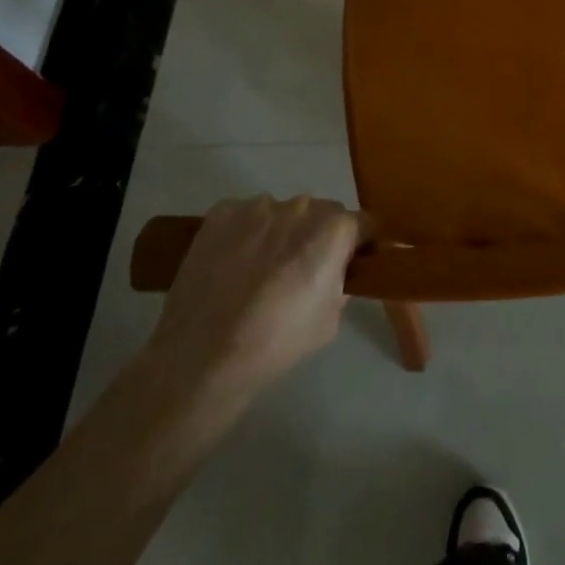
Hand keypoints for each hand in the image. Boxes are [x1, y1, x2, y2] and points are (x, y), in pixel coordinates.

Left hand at [147, 195, 363, 402]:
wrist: (200, 358)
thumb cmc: (275, 343)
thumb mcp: (331, 320)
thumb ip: (341, 282)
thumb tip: (336, 271)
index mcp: (334, 229)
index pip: (363, 224)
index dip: (360, 244)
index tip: (350, 265)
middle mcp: (302, 206)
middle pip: (322, 213)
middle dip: (318, 236)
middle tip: (300, 272)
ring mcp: (259, 205)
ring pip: (282, 213)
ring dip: (280, 233)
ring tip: (257, 272)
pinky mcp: (222, 212)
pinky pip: (245, 216)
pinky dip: (245, 234)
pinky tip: (231, 266)